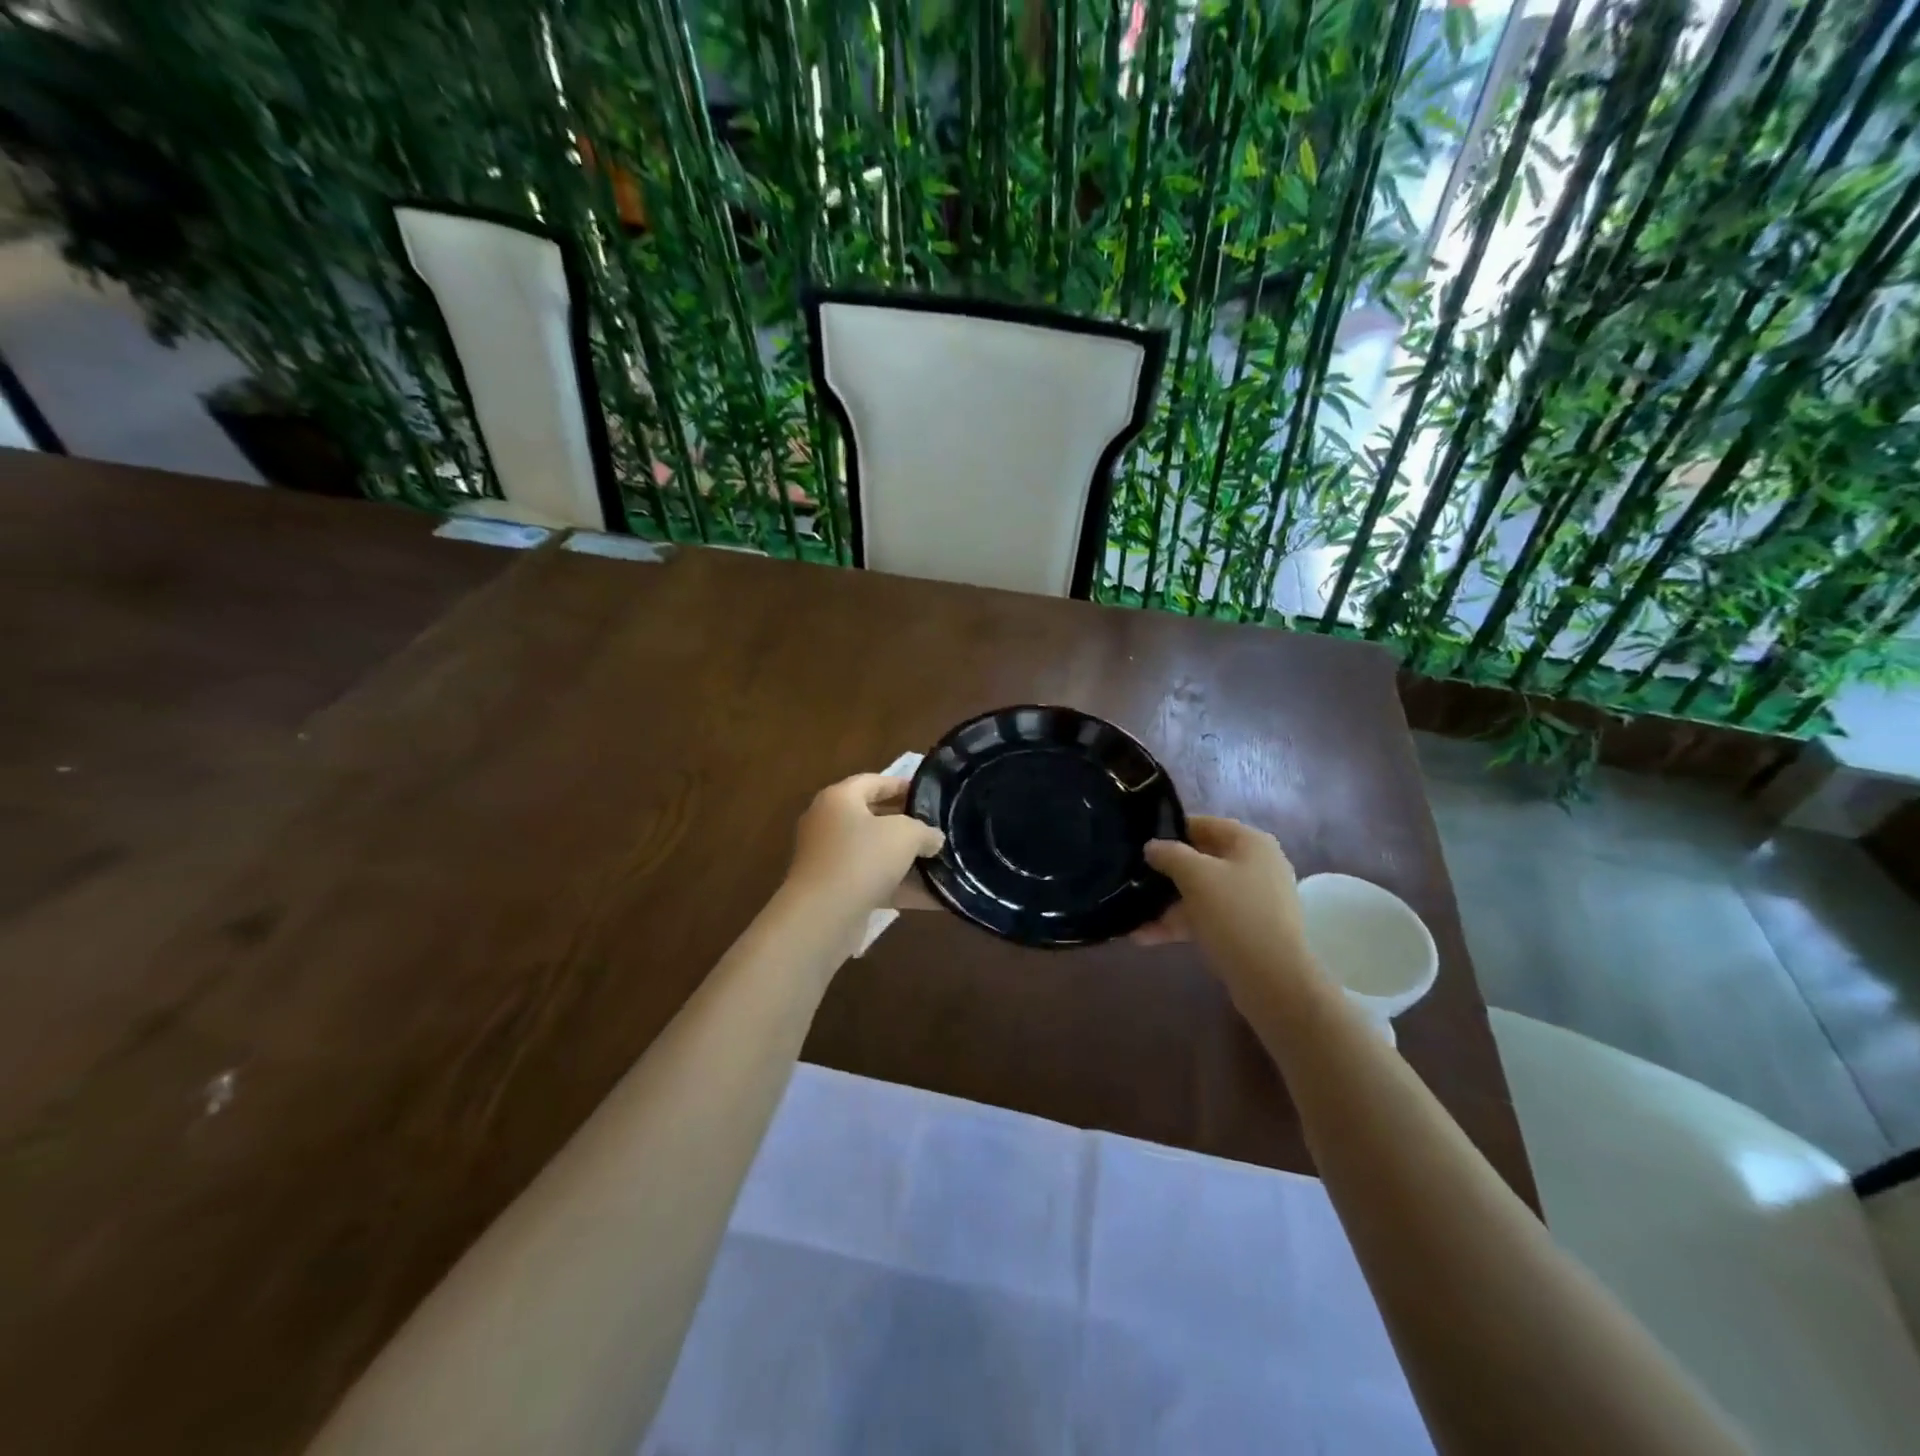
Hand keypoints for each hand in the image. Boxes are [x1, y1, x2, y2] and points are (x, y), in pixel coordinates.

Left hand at [785, 774, 945, 918]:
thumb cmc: (863, 858)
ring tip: (939, 862)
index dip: (902, 785)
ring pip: (875, 853)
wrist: (823, 915)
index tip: (930, 795)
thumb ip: (925, 831)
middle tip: (936, 829)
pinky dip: (900, 887)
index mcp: (839, 799)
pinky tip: (933, 897)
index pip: (873, 782)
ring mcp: (830, 859)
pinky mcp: (835, 890)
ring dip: (905, 859)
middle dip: (907, 824)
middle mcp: (829, 824)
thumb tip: (934, 838)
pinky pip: (874, 882)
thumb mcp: (905, 835)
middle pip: (873, 817)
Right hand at [1132, 816, 1318, 1002]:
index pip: (1204, 824)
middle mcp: (1255, 866)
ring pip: (1200, 893)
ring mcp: (1252, 900)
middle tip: (1132, 877)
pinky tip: (1143, 937)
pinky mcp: (1245, 930)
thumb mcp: (1196, 876)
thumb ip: (1170, 854)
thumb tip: (1152, 846)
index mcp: (1250, 843)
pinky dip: (1179, 925)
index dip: (1171, 829)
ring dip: (1166, 904)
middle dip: (1165, 872)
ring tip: (1129, 914)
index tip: (1140, 841)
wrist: (1272, 980)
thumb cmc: (1235, 914)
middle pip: (1201, 860)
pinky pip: (1206, 919)